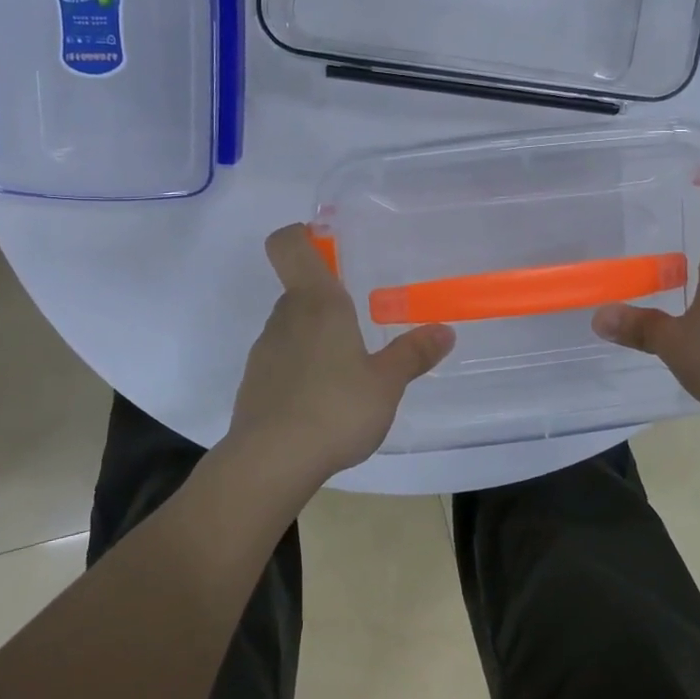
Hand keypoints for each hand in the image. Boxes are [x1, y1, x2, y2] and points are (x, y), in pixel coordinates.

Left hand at [227, 225, 455, 483]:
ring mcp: (265, 350)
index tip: (326, 243)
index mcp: (317, 303)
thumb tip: (445, 331)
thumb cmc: (334, 409)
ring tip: (348, 370)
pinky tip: (324, 400)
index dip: (301, 234)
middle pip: (300, 289)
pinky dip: (302, 368)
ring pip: (292, 326)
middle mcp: (285, 317)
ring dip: (316, 336)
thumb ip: (413, 354)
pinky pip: (283, 359)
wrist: (270, 463)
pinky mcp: (254, 382)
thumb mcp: (386, 384)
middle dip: (328, 299)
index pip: (289, 245)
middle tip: (362, 321)